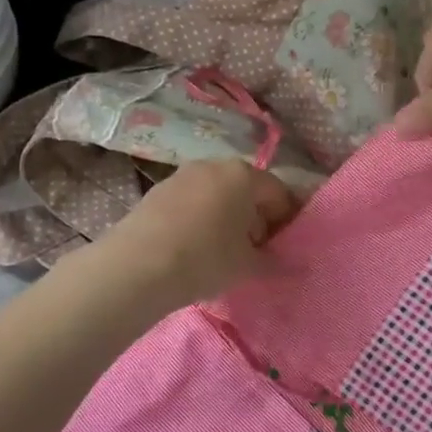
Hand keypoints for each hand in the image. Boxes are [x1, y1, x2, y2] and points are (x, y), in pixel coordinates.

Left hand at [94, 158, 300, 310]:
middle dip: (257, 217)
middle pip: (246, 189)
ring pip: (217, 194)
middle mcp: (214, 165)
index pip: (279, 192)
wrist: (136, 267)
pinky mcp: (156, 191)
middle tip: (257, 250)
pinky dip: (201, 218)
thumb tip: (295, 265)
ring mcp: (181, 175)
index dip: (287, 220)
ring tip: (224, 251)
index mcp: (244, 175)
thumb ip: (276, 262)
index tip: (285, 246)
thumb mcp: (248, 266)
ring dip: (227, 217)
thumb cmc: (205, 259)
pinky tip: (195, 247)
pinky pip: (191, 202)